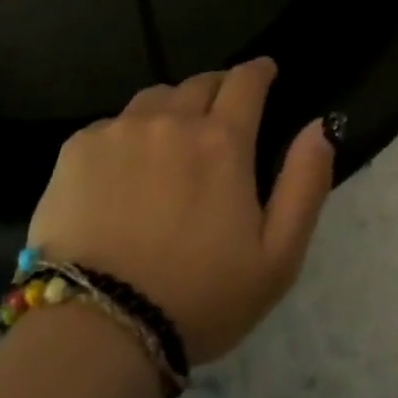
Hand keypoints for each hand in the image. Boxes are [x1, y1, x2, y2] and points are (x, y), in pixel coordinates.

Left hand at [26, 58, 333, 365]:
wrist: (99, 326)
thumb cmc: (199, 299)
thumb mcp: (277, 258)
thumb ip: (305, 183)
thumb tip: (320, 126)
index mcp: (221, 141)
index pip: (245, 81)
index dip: (259, 71)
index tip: (264, 71)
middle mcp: (170, 119)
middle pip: (198, 83)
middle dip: (217, 89)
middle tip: (220, 115)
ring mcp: (118, 129)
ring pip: (154, 98)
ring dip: (172, 108)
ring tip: (171, 139)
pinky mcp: (77, 147)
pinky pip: (112, 124)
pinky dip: (127, 136)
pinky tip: (123, 172)